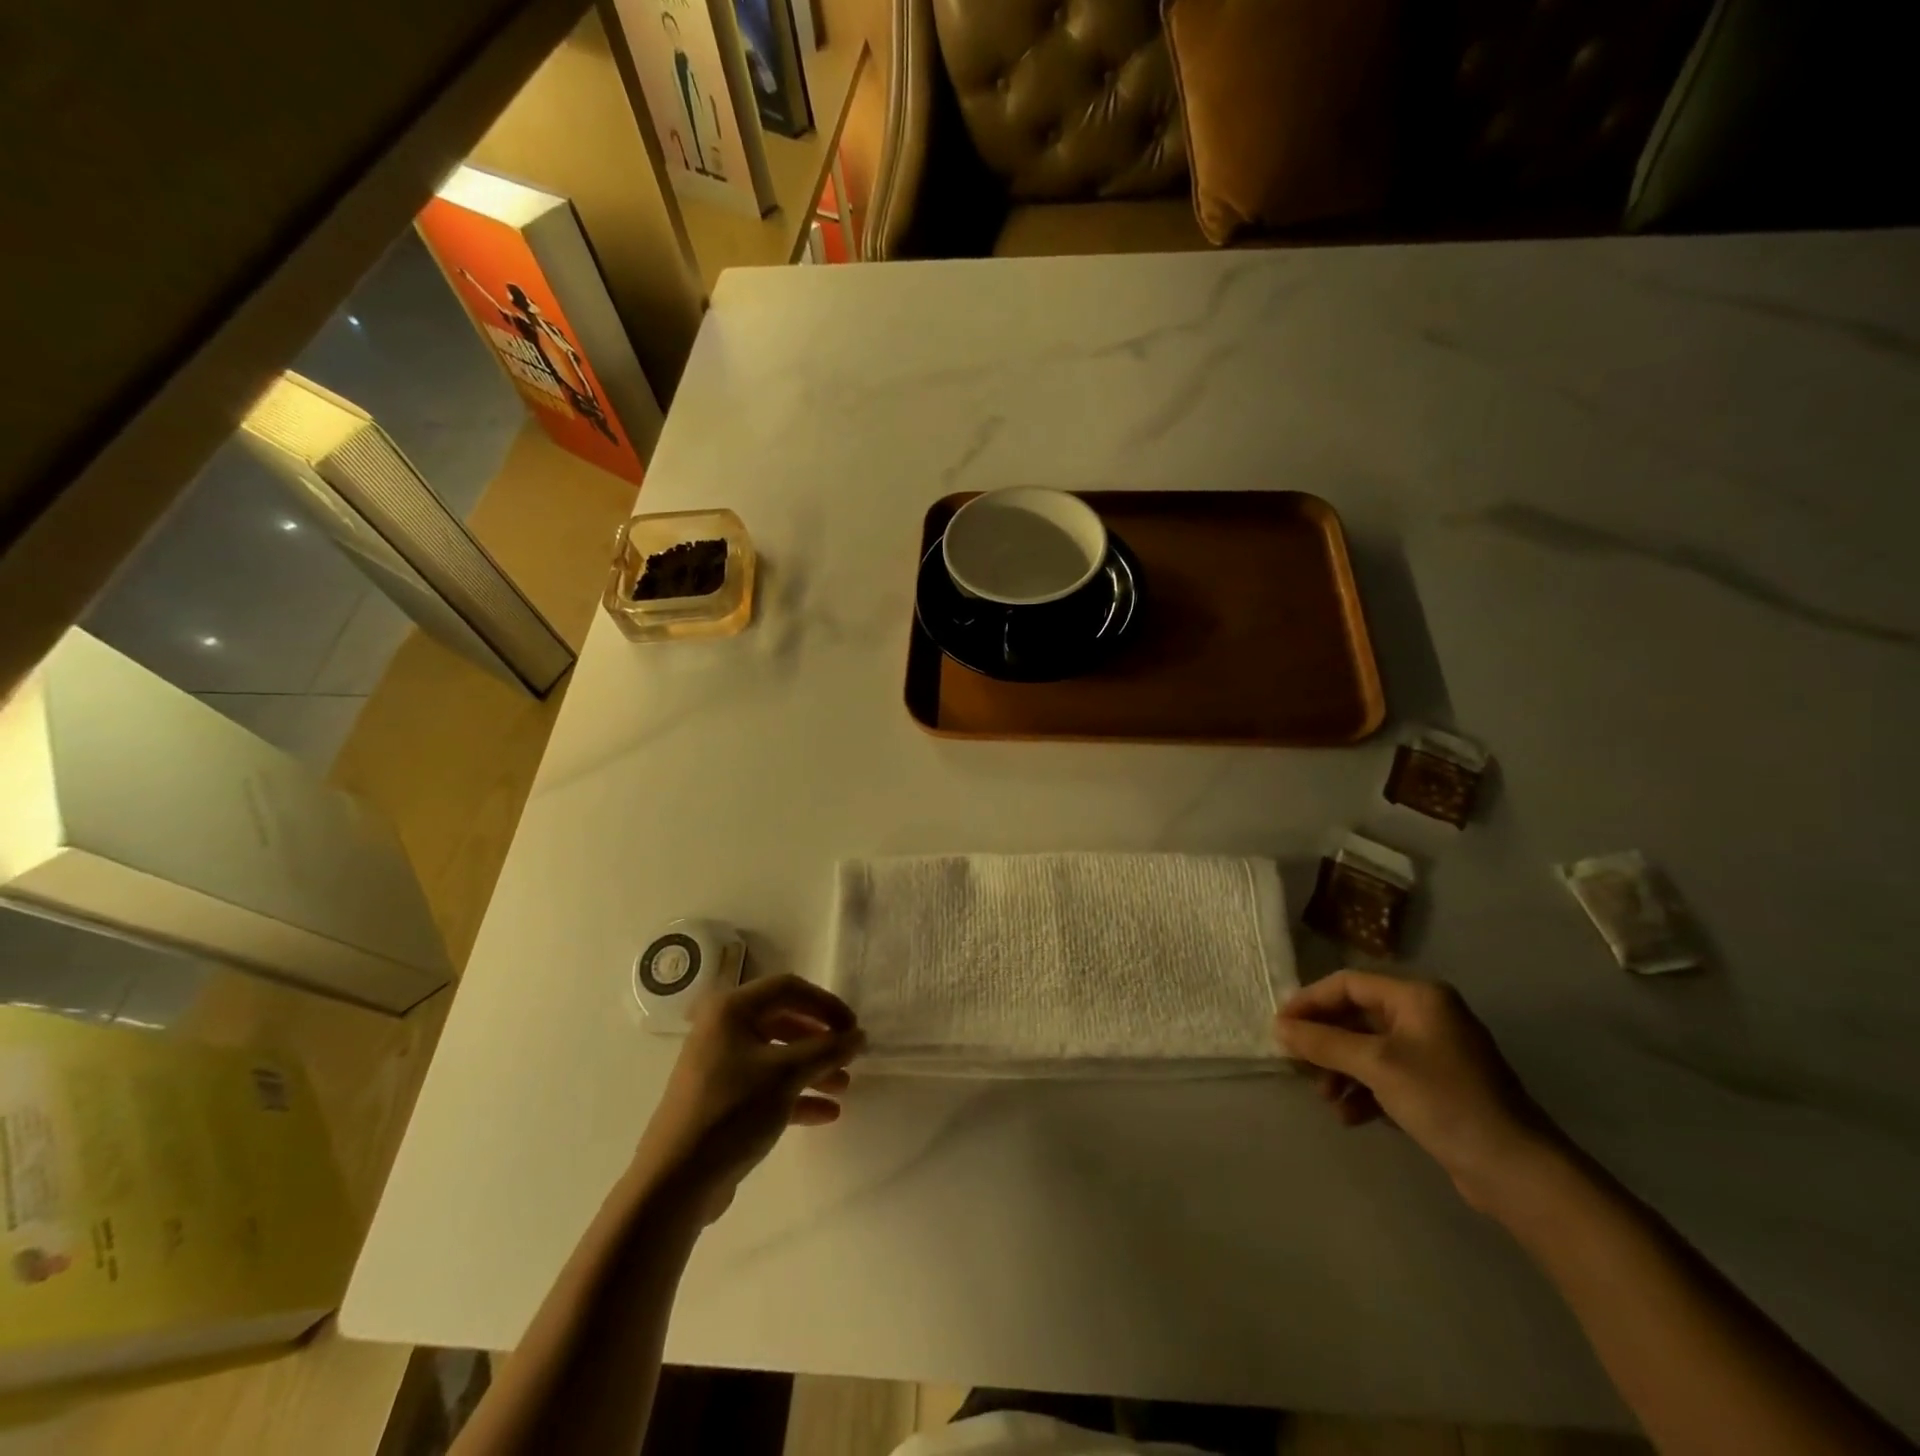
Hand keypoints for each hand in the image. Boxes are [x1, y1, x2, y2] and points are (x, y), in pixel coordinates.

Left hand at [637, 974, 864, 1220]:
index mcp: (731, 1010)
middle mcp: (722, 1030)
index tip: (853, 1028)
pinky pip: (766, 1086)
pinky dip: (795, 1095)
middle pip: (783, 1021)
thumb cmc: (732, 1111)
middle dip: (820, 1039)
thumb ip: (827, 1049)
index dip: (825, 1004)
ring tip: (843, 1088)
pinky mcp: (721, 1101)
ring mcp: (720, 1066)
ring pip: (777, 1056)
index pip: (788, 989)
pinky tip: (825, 1114)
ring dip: (812, 1068)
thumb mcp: (786, 1074)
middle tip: (849, 1056)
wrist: (674, 1183)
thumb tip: (859, 1035)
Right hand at [1274, 970, 1563, 1212]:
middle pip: (1357, 1017)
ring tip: (1325, 1098)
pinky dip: (1364, 1091)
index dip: (1310, 1001)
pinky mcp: (1438, 1088)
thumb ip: (1324, 1042)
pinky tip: (1349, 1116)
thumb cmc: (1444, 1099)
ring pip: (1369, 1049)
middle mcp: (1426, 1016)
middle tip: (1297, 1063)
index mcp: (1418, 997)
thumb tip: (1279, 1027)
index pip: (1348, 984)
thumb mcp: (1376, 1065)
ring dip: (1341, 1071)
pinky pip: (1387, 1076)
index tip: (1280, 1026)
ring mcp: (1434, 1054)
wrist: (1517, 1171)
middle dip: (1326, 1042)